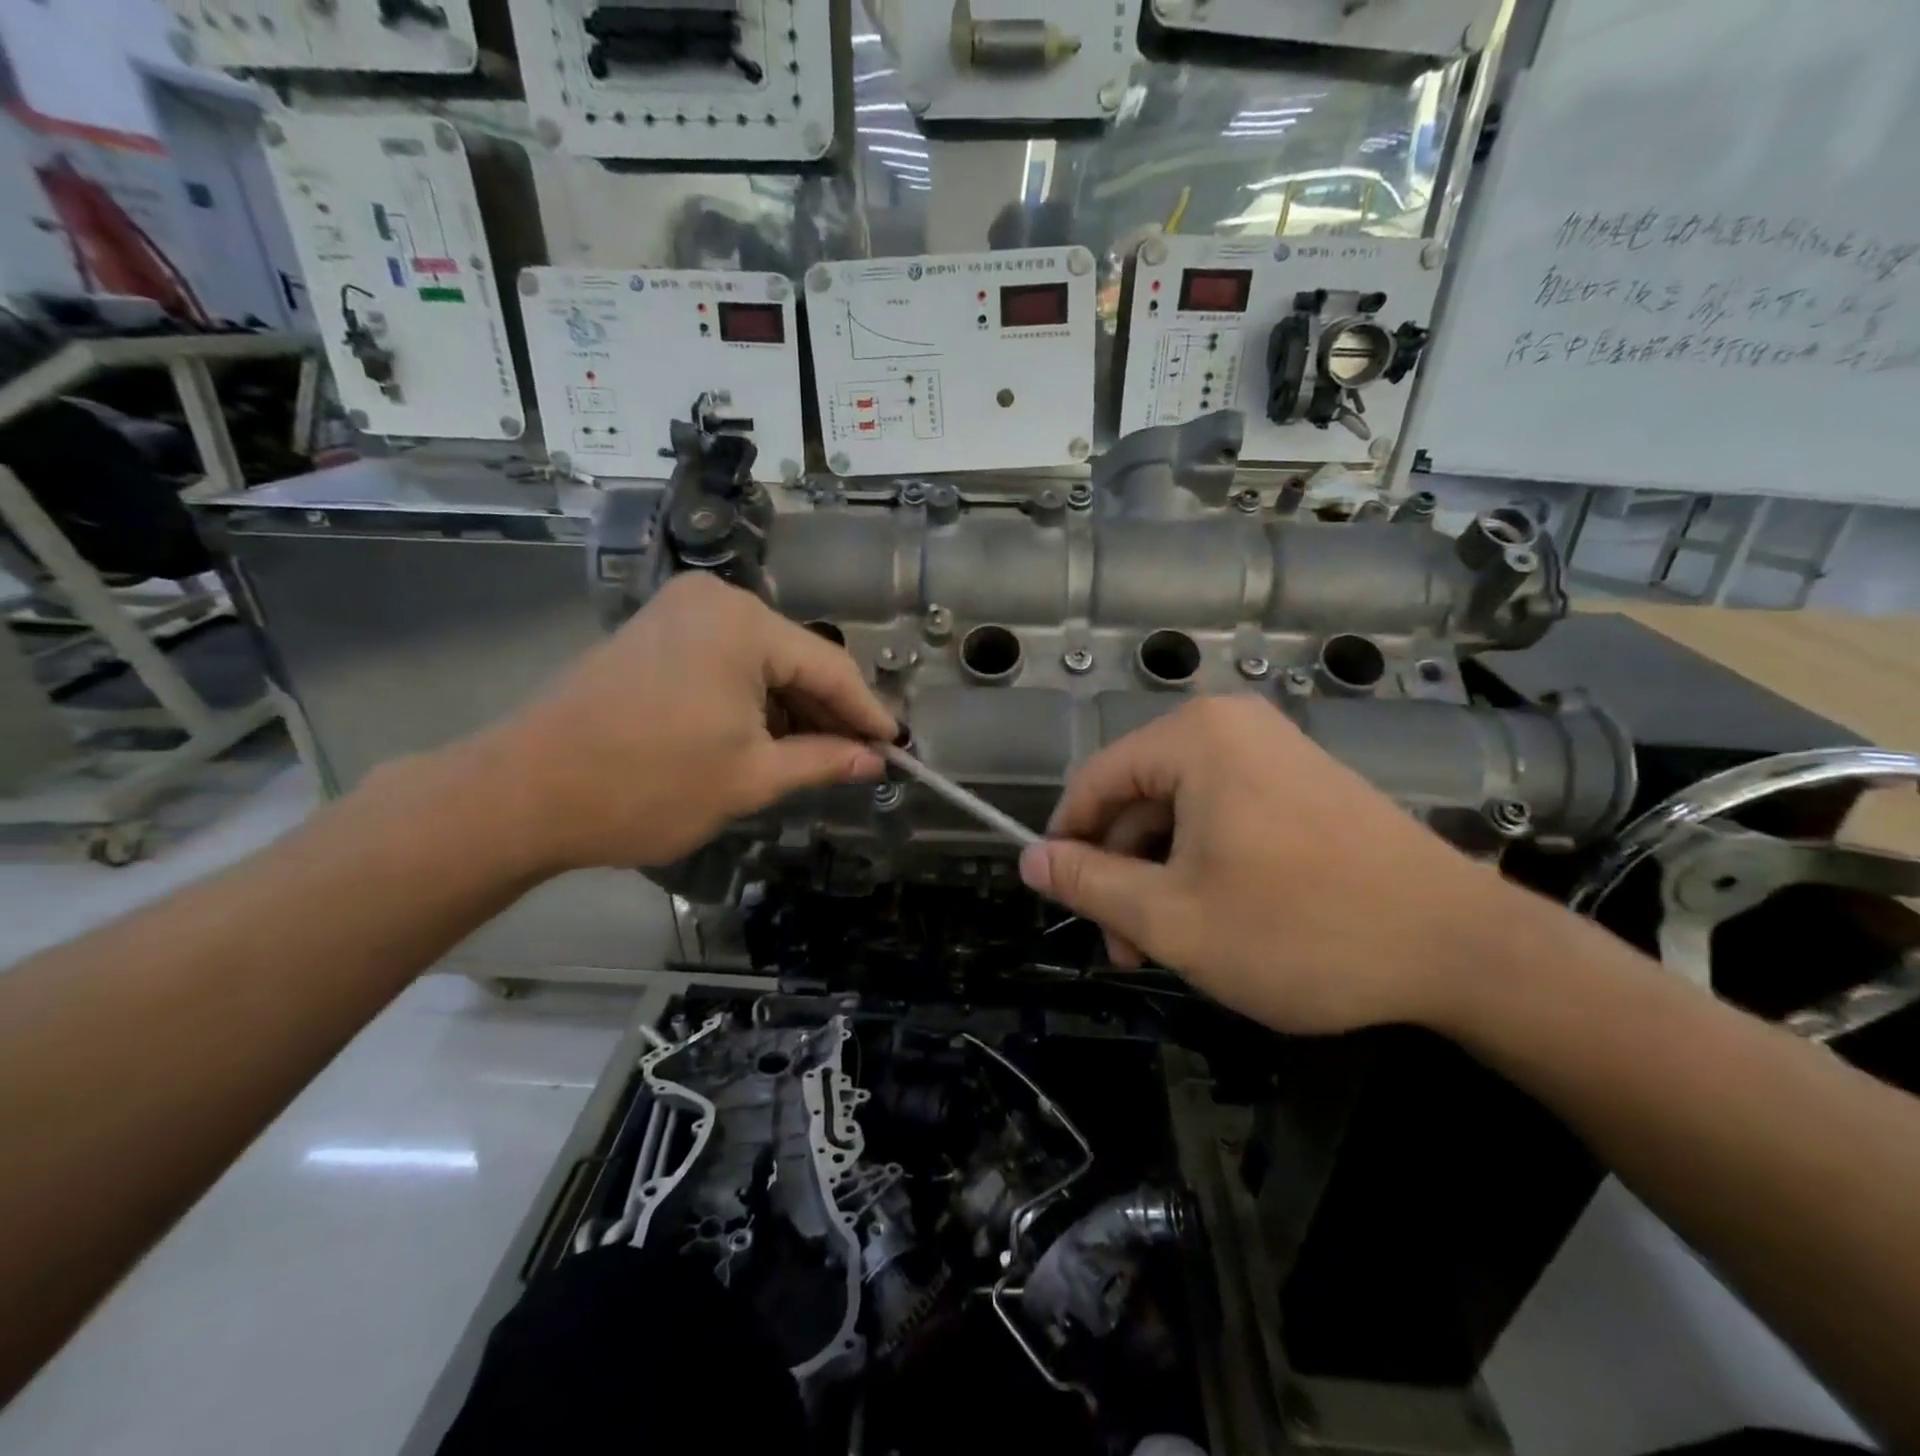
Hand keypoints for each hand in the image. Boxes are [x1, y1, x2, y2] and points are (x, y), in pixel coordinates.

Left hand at [452, 574, 893, 872]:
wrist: (524, 792)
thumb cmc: (648, 784)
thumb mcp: (750, 778)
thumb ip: (823, 761)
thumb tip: (875, 761)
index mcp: (743, 623)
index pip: (830, 667)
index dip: (867, 714)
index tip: (897, 749)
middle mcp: (715, 601)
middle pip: (796, 659)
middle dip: (827, 713)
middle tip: (858, 760)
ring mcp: (679, 613)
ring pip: (762, 662)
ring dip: (790, 710)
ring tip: (816, 758)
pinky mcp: (654, 633)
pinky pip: (726, 663)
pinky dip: (752, 701)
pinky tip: (767, 739)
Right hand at [1018, 695, 1518, 1033]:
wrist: (1464, 950)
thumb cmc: (1300, 930)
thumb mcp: (1171, 917)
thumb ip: (1087, 883)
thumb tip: (1029, 859)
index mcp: (1194, 738)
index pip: (1094, 781)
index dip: (1067, 842)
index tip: (1062, 900)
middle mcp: (1233, 727)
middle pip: (1140, 799)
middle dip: (1122, 873)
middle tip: (1127, 948)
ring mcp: (1276, 753)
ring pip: (1183, 814)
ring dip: (1162, 877)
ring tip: (1170, 947)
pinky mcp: (1307, 785)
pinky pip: (1227, 817)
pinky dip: (1206, 865)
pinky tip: (1218, 920)